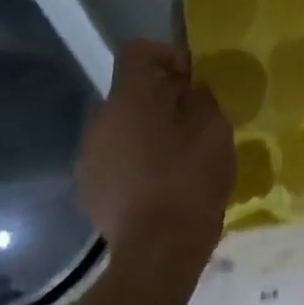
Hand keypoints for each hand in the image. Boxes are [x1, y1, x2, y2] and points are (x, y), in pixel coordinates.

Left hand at [79, 40, 235, 274]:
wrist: (158, 253)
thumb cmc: (189, 181)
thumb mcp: (214, 129)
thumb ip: (202, 99)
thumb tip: (191, 91)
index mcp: (128, 101)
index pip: (138, 51)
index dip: (169, 54)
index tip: (195, 78)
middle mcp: (99, 123)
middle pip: (132, 91)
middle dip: (165, 96)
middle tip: (199, 117)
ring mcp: (89, 158)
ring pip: (124, 126)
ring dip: (152, 128)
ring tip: (184, 152)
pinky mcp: (91, 189)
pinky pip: (117, 156)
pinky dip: (140, 157)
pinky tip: (165, 181)